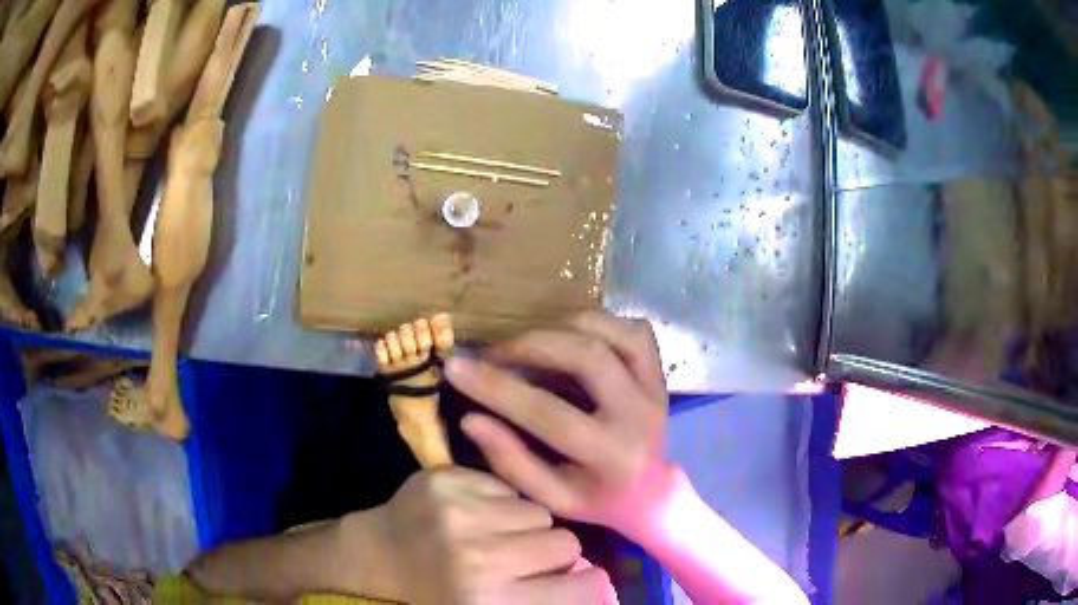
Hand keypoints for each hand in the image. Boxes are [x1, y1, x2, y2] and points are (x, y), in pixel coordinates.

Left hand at [365, 467, 612, 604]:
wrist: (375, 559)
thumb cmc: (436, 597)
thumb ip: (543, 603)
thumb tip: (599, 590)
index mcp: (495, 602)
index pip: (584, 586)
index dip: (584, 584)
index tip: (570, 583)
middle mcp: (480, 558)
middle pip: (565, 542)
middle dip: (550, 553)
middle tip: (520, 562)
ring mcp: (460, 513)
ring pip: (537, 511)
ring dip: (523, 526)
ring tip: (492, 538)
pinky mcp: (445, 480)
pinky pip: (506, 486)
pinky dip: (498, 502)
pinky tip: (472, 516)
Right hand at [445, 312, 672, 539]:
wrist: (653, 494)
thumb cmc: (596, 500)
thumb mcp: (550, 497)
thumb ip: (510, 461)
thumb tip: (471, 418)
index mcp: (610, 456)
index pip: (548, 413)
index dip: (498, 387)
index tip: (456, 367)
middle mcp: (639, 415)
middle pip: (586, 356)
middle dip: (529, 345)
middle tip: (493, 353)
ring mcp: (655, 388)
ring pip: (611, 333)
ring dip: (561, 327)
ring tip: (527, 344)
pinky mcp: (660, 373)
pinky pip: (634, 330)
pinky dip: (598, 324)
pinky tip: (570, 337)